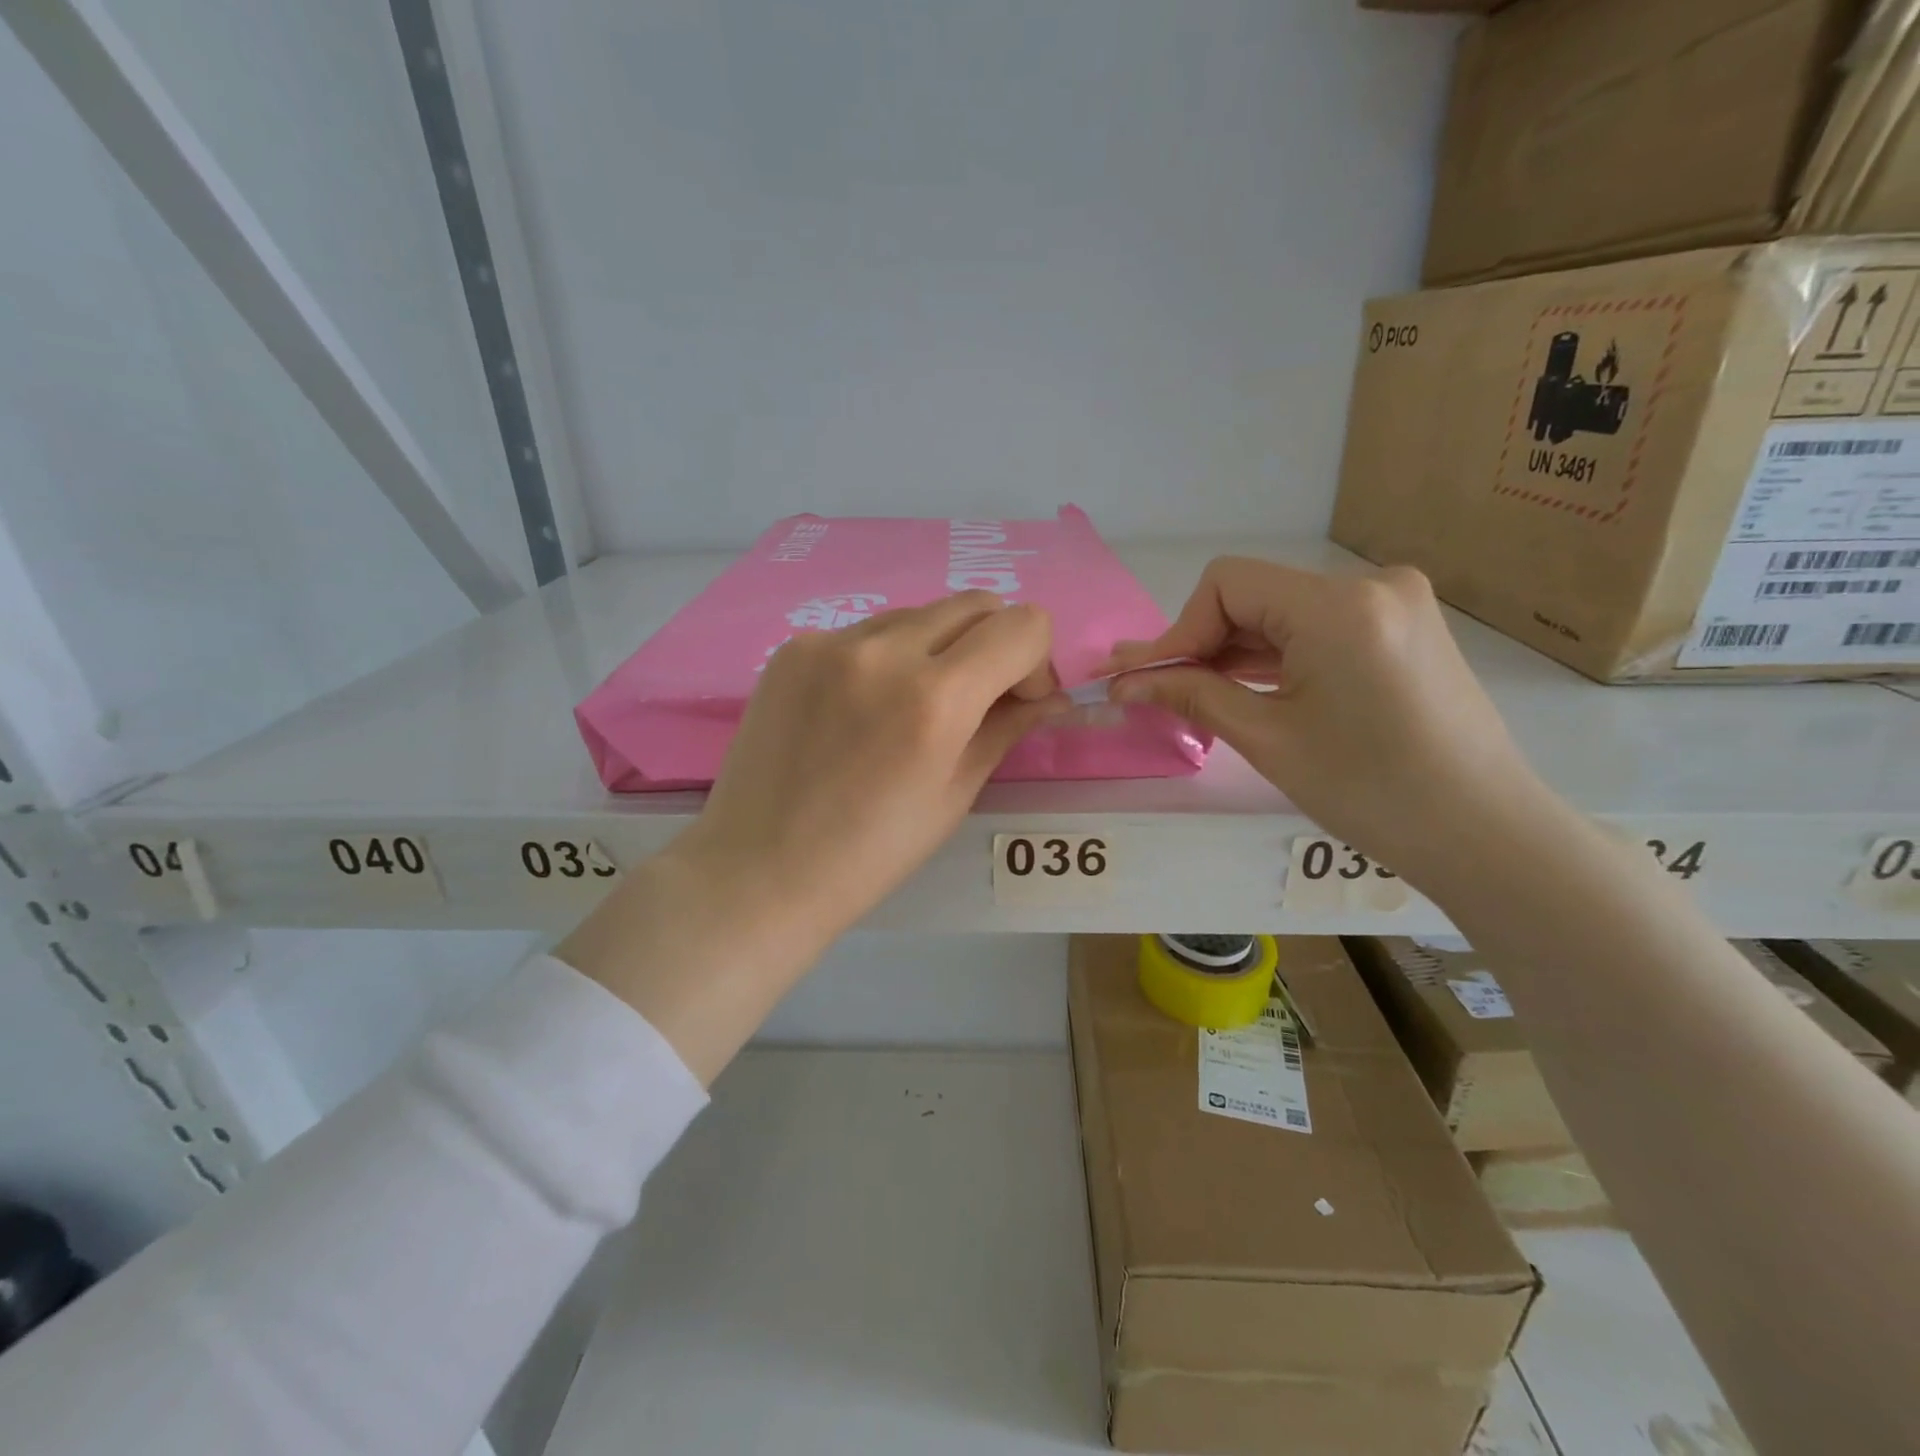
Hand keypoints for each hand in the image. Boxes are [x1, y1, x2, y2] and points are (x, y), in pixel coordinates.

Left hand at [675, 591, 1063, 944]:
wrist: (758, 870)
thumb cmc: (870, 853)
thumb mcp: (954, 795)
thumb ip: (1006, 728)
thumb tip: (1050, 696)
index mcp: (935, 698)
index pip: (1023, 626)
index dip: (1036, 660)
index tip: (1016, 701)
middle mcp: (884, 650)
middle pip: (975, 604)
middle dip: (994, 645)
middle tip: (976, 700)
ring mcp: (831, 641)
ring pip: (919, 614)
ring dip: (938, 648)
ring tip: (911, 708)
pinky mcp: (794, 646)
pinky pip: (866, 631)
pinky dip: (885, 657)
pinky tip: (860, 709)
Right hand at [1106, 557, 1537, 882]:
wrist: (1484, 834)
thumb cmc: (1370, 791)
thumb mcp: (1268, 739)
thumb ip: (1192, 695)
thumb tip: (1125, 682)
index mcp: (1338, 606)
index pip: (1227, 584)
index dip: (1179, 630)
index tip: (1148, 679)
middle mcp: (1371, 584)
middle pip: (1255, 595)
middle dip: (1202, 643)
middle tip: (1155, 689)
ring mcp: (1395, 604)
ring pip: (1285, 612)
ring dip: (1236, 651)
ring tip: (1193, 694)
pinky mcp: (1404, 629)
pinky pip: (1319, 628)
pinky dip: (1277, 655)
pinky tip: (1247, 688)